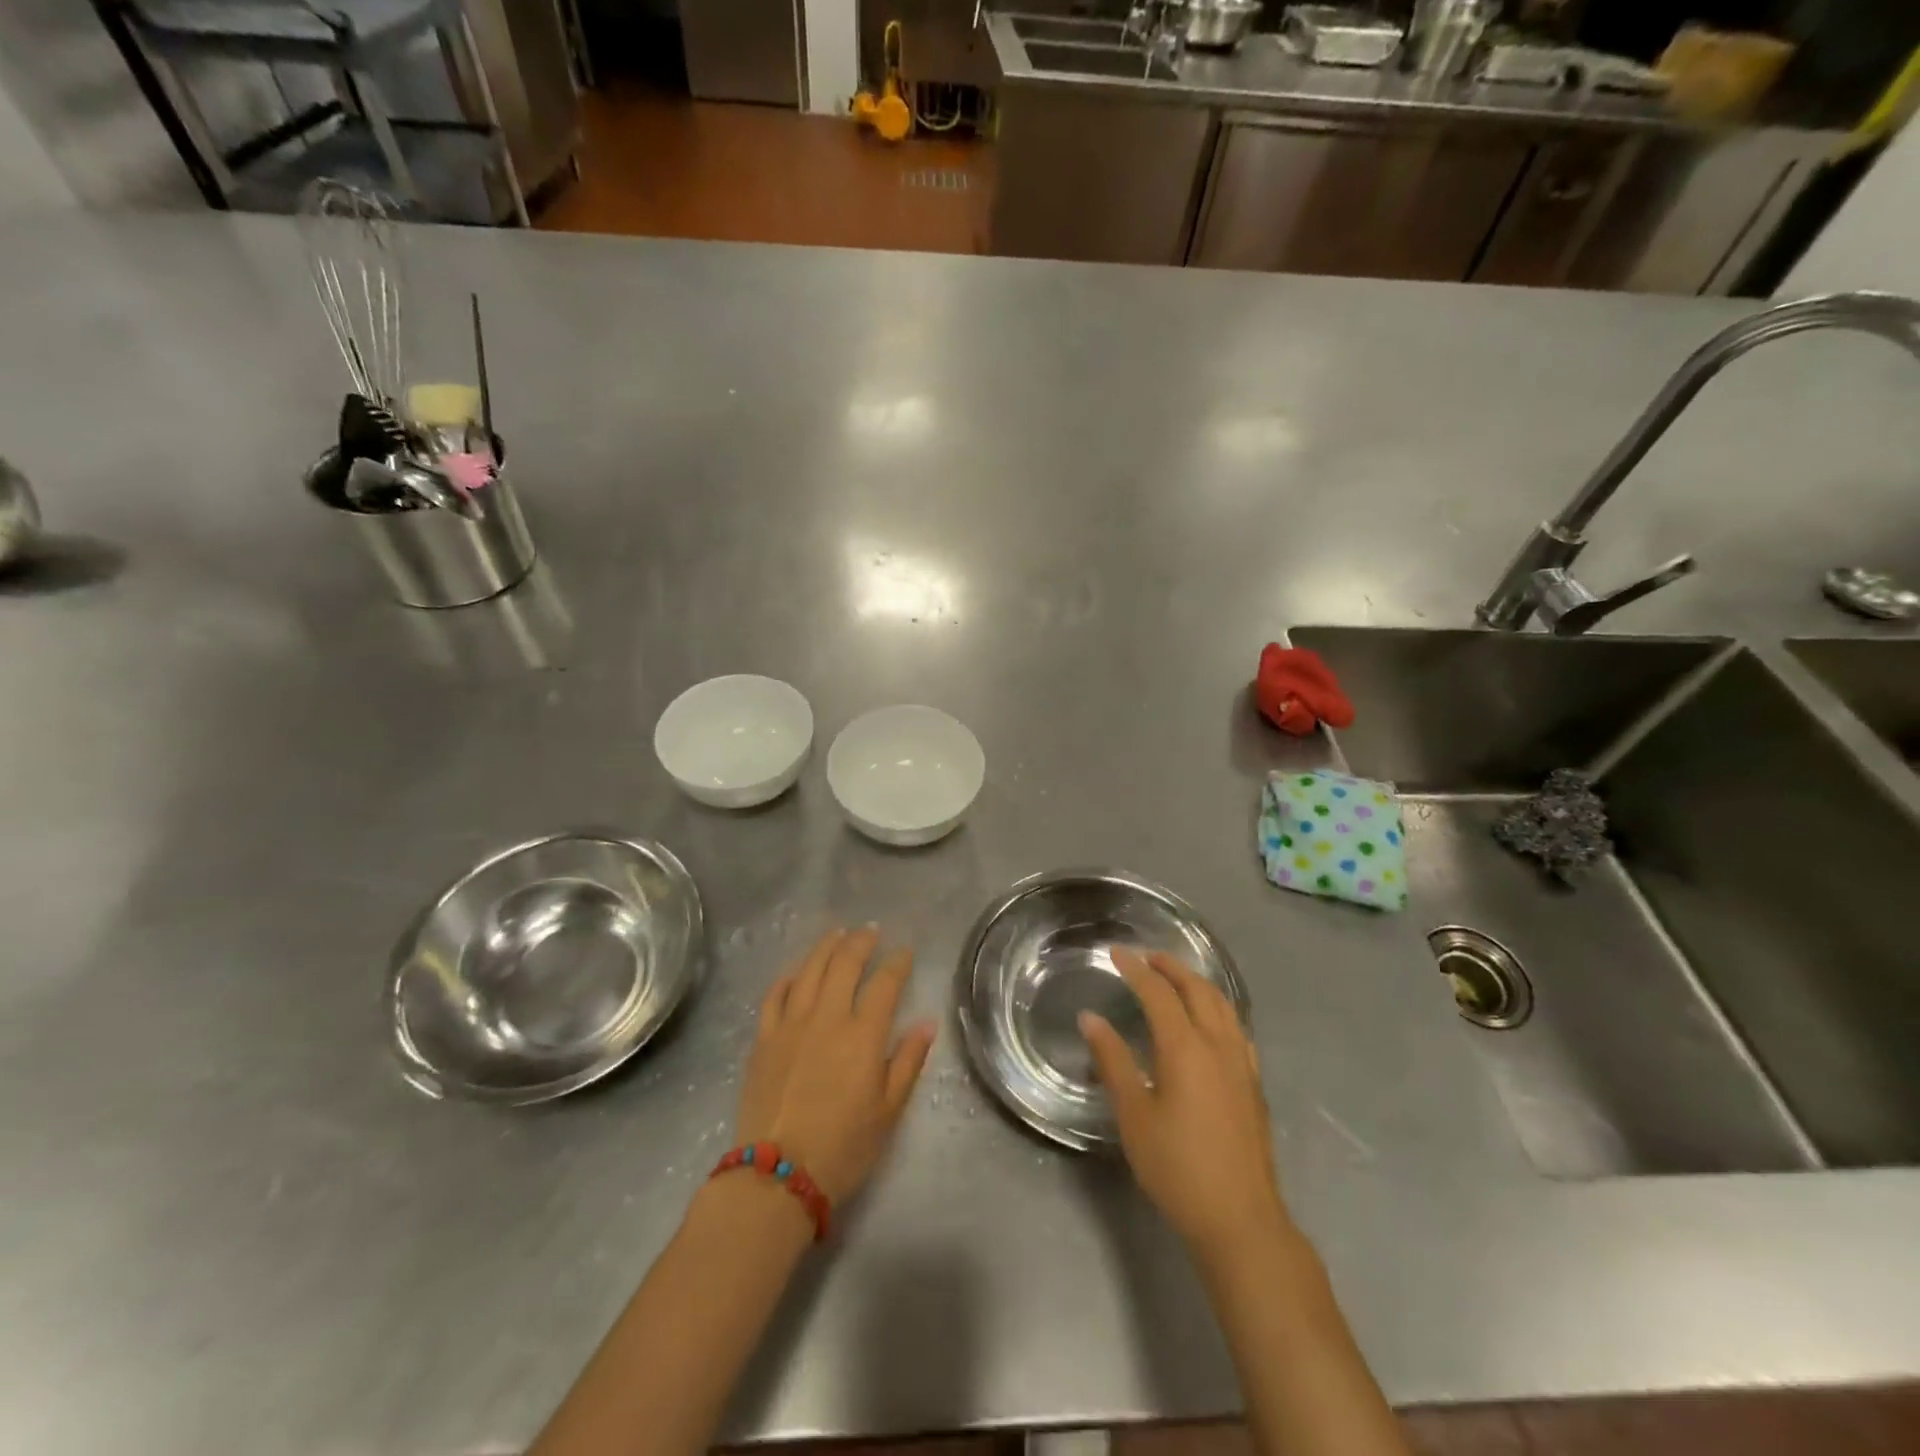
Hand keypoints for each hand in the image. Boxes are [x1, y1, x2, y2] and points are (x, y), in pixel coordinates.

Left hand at [734, 928, 935, 1203]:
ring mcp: (791, 1024)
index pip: (885, 984)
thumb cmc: (843, 1147)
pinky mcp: (764, 1037)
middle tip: (871, 932)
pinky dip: (789, 976)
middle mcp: (827, 1017)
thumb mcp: (888, 1110)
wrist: (778, 1175)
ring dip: (826, 947)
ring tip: (837, 934)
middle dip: (861, 942)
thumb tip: (927, 1022)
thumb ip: (908, 1061)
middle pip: (844, 964)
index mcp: (863, 1034)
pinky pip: (776, 994)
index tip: (905, 953)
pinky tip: (797, 970)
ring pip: (809, 969)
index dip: (898, 963)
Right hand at [1081, 949, 1289, 1259]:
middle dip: (1171, 967)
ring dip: (1197, 982)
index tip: (1116, 953)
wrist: (1241, 1219)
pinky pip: (1236, 1026)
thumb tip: (1090, 1018)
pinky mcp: (1253, 1083)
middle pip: (1197, 989)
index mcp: (1185, 1048)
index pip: (1158, 993)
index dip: (1135, 969)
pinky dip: (1218, 1007)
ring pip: (1223, 1004)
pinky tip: (1210, 1021)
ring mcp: (1241, 1063)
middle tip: (1146, 957)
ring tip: (1176, 978)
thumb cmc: (1177, 1167)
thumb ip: (1112, 1061)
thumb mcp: (1134, 1115)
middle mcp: (1218, 1045)